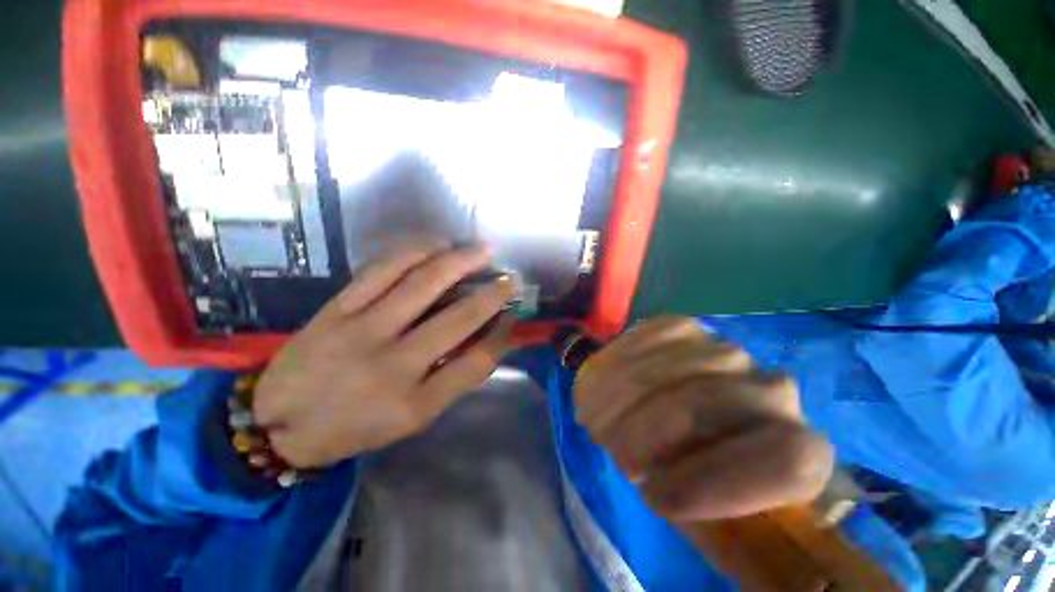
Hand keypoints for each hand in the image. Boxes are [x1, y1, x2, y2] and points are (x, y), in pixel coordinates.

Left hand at [253, 240, 517, 468]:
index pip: (476, 362)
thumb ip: (452, 379)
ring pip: (422, 284)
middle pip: (458, 318)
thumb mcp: (412, 417)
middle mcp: (394, 365)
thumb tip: (485, 338)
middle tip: (510, 277)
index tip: (513, 315)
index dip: (502, 335)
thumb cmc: (356, 426)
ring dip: (459, 261)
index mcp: (416, 403)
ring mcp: (363, 331)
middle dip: (492, 294)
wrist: (280, 424)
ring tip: (481, 250)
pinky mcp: (337, 309)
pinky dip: (414, 251)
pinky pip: (382, 269)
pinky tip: (436, 244)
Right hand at [574, 317, 832, 520]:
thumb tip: (657, 481)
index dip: (716, 481)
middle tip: (612, 451)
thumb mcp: (698, 500)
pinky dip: (618, 360)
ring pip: (672, 367)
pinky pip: (649, 335)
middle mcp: (771, 391)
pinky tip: (602, 379)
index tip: (652, 496)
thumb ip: (696, 498)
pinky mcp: (685, 327)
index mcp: (798, 452)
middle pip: (707, 402)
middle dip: (647, 429)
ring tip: (596, 418)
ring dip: (623, 395)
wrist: (681, 417)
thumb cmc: (692, 472)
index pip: (787, 459)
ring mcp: (724, 351)